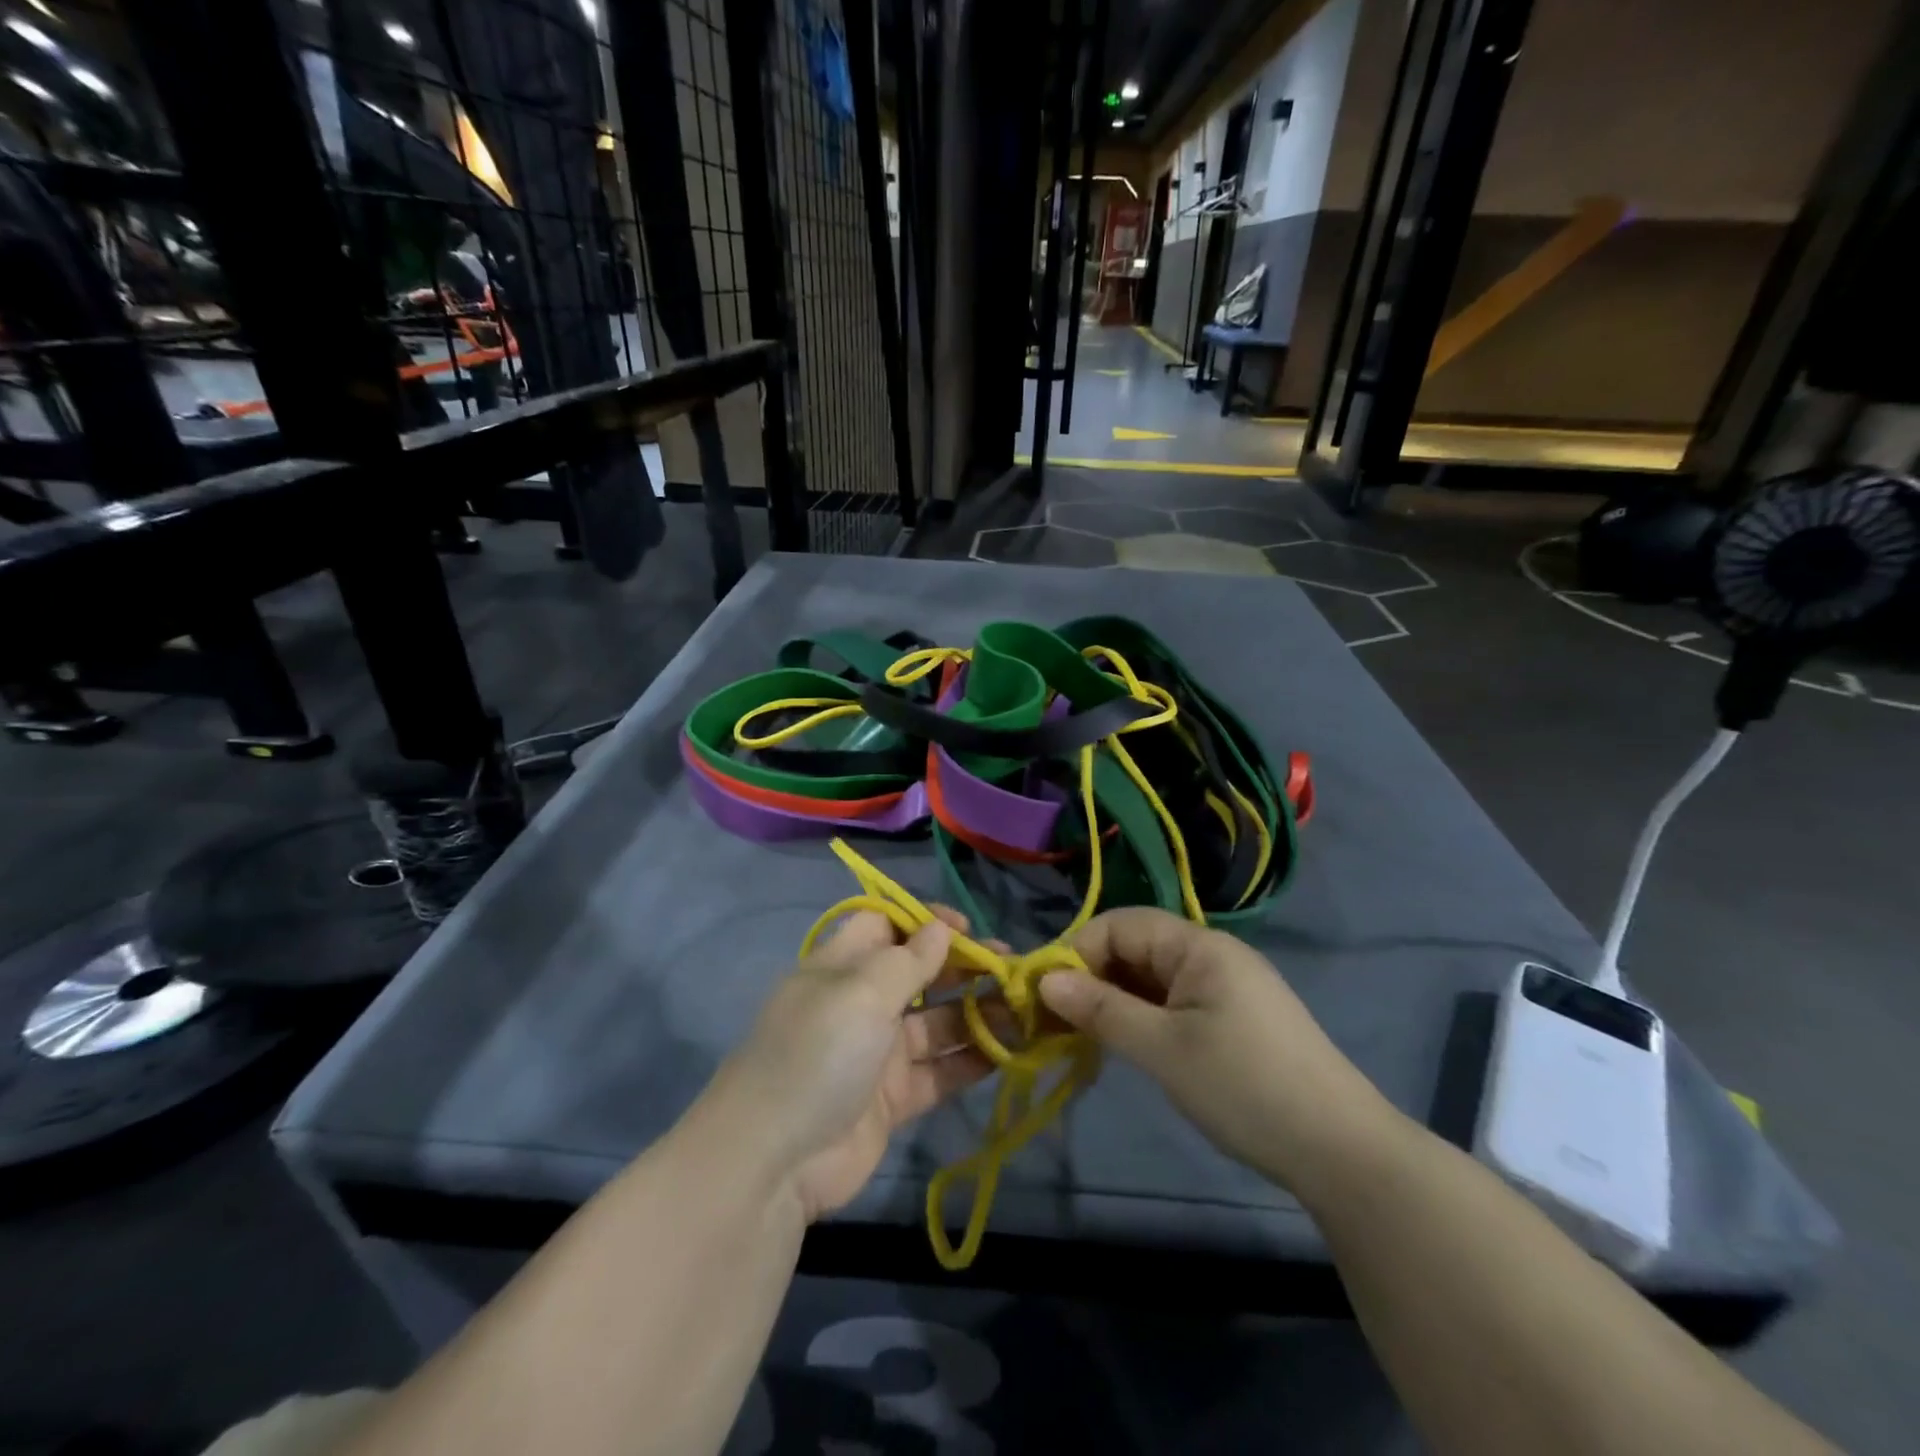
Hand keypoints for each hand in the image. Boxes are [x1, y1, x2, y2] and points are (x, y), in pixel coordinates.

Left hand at [709, 907, 996, 1221]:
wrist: (773, 1162)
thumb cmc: (817, 1053)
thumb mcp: (861, 993)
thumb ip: (908, 961)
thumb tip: (941, 928)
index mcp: (842, 967)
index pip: (885, 925)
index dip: (924, 921)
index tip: (966, 928)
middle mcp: (861, 1004)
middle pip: (919, 973)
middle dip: (963, 966)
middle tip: (1011, 968)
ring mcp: (878, 1054)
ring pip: (937, 1023)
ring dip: (977, 1014)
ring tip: (1022, 1009)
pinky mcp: (893, 1100)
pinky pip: (939, 1071)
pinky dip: (971, 1061)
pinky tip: (1009, 1052)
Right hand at [1038, 908, 1395, 1190]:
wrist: (1342, 1152)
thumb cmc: (1245, 1088)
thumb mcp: (1163, 1049)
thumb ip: (1101, 1009)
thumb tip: (1044, 980)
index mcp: (1199, 946)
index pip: (1121, 925)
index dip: (1078, 951)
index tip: (1044, 993)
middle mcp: (1212, 954)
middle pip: (1136, 947)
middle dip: (1093, 977)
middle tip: (1059, 1021)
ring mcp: (1227, 986)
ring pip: (1152, 977)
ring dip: (1116, 1000)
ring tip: (1086, 1036)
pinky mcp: (1235, 1018)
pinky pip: (1174, 1001)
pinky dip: (1143, 1016)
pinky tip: (1128, 1045)